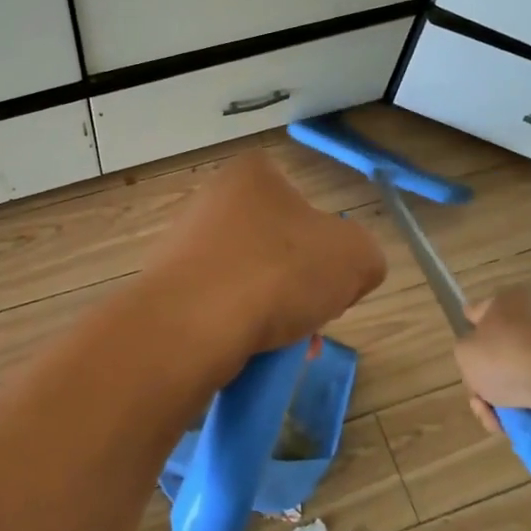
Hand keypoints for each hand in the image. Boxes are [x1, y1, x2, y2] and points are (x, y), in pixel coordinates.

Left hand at [145, 151, 386, 356]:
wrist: (190, 325)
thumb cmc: (277, 273)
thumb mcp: (354, 256)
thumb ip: (363, 256)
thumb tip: (346, 273)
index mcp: (253, 175)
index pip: (306, 206)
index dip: (328, 247)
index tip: (333, 282)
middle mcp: (211, 200)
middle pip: (278, 249)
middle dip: (301, 290)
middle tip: (312, 322)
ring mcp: (183, 244)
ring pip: (249, 282)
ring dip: (274, 315)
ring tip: (286, 349)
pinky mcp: (166, 288)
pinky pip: (218, 308)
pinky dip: (239, 330)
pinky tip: (252, 355)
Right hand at [454, 286, 530, 435]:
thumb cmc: (507, 357)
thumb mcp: (465, 353)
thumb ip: (465, 352)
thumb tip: (482, 358)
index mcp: (508, 300)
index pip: (478, 313)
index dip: (469, 332)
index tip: (467, 357)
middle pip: (500, 352)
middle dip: (487, 382)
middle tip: (480, 402)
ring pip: (520, 377)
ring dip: (506, 402)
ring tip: (500, 421)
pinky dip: (530, 409)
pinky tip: (522, 426)